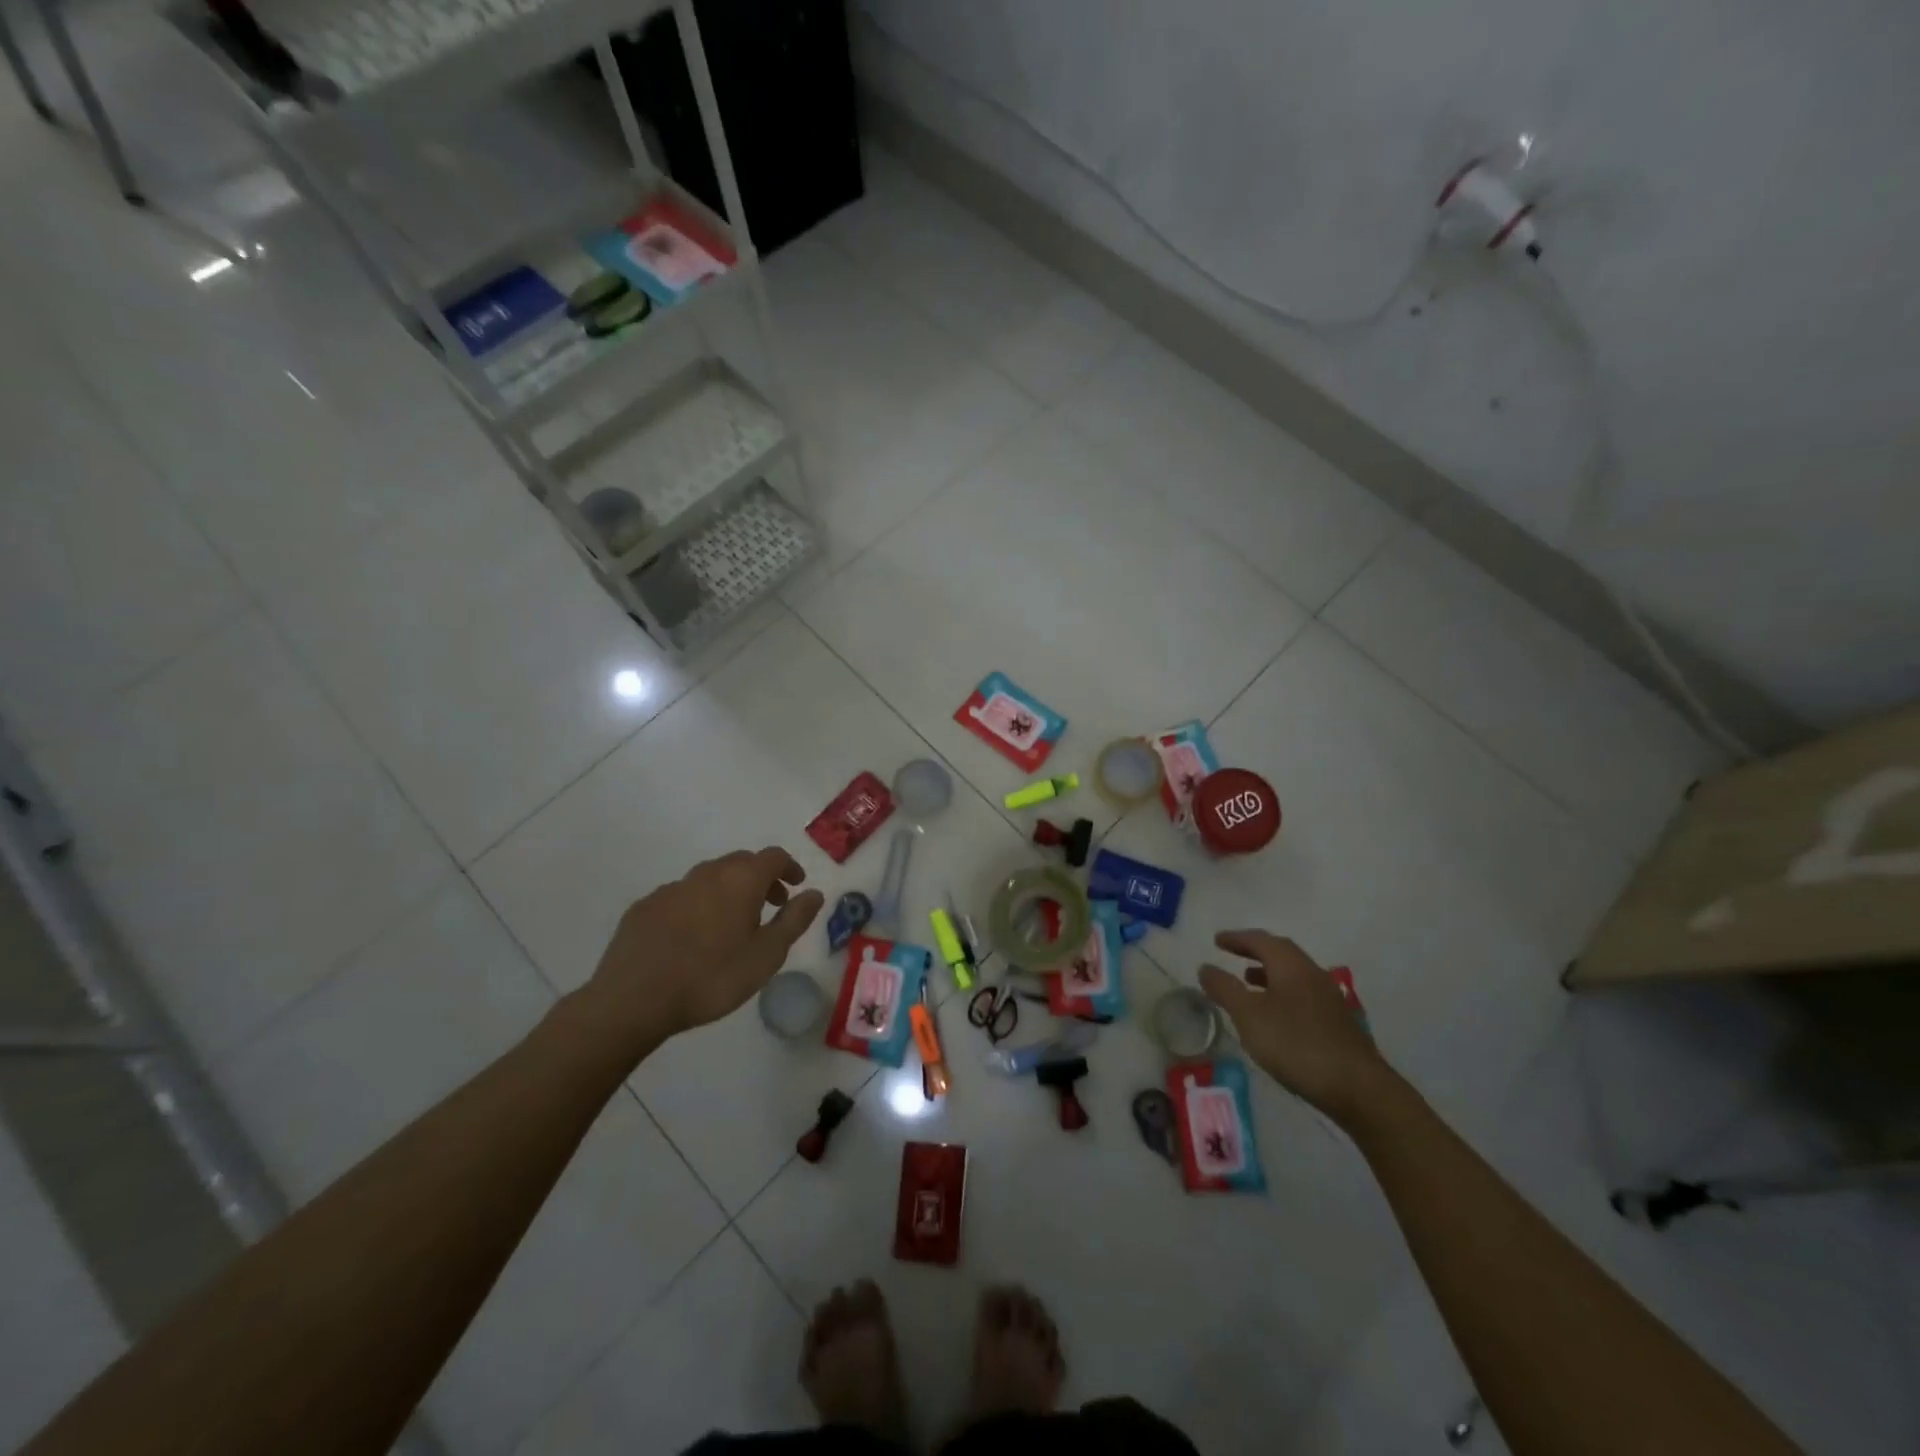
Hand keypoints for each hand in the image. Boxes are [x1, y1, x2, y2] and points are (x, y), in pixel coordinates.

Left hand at [588, 847, 824, 1040]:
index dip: (789, 867)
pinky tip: (693, 936)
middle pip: (740, 862)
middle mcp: (707, 873)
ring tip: (733, 923)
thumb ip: (794, 920)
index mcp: (740, 880)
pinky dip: (698, 905)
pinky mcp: (645, 906)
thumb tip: (814, 893)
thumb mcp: (767, 955)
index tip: (796, 886)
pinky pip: (681, 896)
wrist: (634, 999)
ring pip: (709, 877)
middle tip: (771, 904)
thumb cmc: (712, 978)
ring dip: (729, 890)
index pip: (773, 857)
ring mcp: (672, 888)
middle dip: (760, 878)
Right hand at [1199, 930, 1393, 1124]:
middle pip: (1281, 953)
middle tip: (1232, 953)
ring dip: (1269, 972)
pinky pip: (1303, 994)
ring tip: (1249, 981)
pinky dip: (1282, 993)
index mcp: (1291, 966)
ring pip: (1294, 974)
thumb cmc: (1296, 1044)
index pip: (1261, 940)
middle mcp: (1313, 974)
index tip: (1217, 940)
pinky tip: (1276, 1014)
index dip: (1237, 938)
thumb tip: (1205, 967)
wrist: (1358, 1088)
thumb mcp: (1249, 1015)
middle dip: (1255, 951)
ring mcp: (1329, 999)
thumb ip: (1225, 989)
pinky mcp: (1338, 1023)